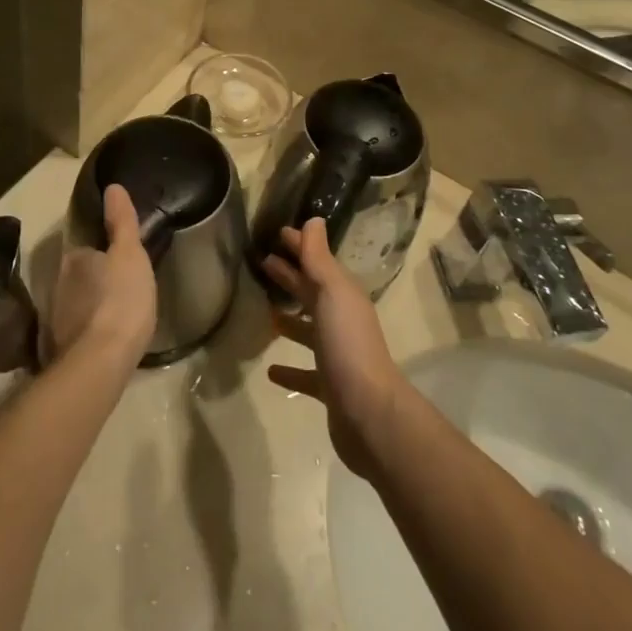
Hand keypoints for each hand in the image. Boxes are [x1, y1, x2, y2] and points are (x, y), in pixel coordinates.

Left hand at [47, 185, 156, 367]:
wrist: (100, 363)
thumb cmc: (121, 299)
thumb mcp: (130, 253)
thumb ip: (122, 221)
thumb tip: (112, 186)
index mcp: (74, 258)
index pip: (86, 245)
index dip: (103, 248)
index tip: (120, 254)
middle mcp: (58, 283)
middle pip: (80, 274)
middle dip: (97, 276)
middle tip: (124, 281)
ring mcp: (57, 318)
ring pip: (79, 301)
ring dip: (94, 302)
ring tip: (119, 308)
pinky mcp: (61, 347)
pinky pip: (79, 328)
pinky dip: (92, 327)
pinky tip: (108, 334)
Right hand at [261, 218, 408, 480]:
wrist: (367, 411)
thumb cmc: (347, 344)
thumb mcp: (331, 292)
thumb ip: (318, 258)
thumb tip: (313, 219)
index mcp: (343, 295)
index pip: (317, 262)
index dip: (300, 246)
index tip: (277, 233)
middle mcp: (342, 320)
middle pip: (312, 292)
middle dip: (291, 276)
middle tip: (263, 262)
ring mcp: (337, 354)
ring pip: (309, 330)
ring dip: (290, 320)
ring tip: (266, 311)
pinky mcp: (329, 387)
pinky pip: (305, 372)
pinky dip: (289, 368)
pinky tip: (270, 370)